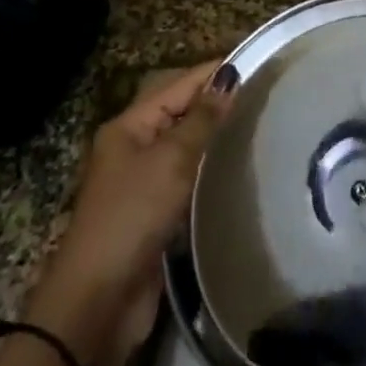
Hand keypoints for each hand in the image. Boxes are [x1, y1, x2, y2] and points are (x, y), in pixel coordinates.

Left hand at [23, 61, 233, 365]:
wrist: (99, 302)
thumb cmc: (132, 216)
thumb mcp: (170, 160)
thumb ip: (202, 119)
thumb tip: (229, 78)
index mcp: (129, 126)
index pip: (180, 85)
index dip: (216, 73)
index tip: (259, 63)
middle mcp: (134, 147)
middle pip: (182, 112)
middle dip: (218, 103)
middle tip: (266, 95)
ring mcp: (144, 182)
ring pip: (187, 146)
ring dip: (216, 138)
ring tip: (261, 126)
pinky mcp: (156, 214)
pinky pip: (189, 178)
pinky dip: (211, 170)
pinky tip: (240, 167)